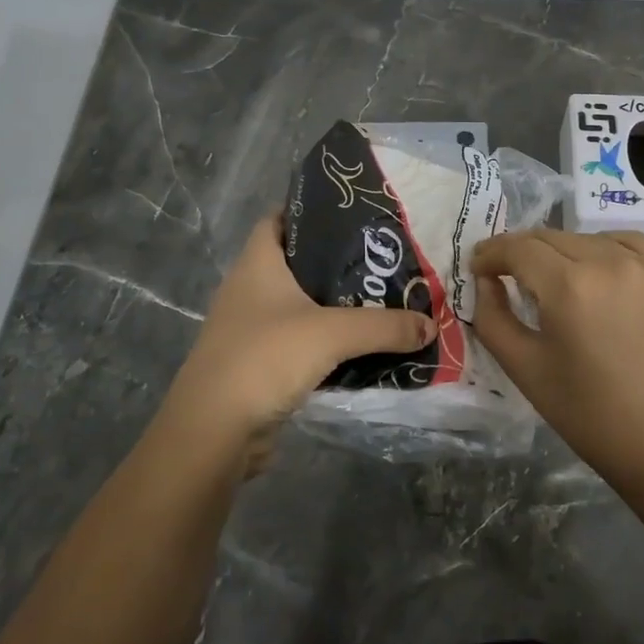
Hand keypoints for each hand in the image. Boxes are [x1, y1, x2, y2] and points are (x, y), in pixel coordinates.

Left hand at [158, 211, 435, 473]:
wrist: (214, 433)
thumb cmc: (265, 358)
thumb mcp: (332, 333)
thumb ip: (385, 326)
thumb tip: (430, 323)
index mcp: (257, 264)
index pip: (279, 219)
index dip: (310, 211)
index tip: (353, 214)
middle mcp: (249, 289)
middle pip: (297, 263)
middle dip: (337, 262)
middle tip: (382, 260)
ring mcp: (251, 328)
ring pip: (300, 305)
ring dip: (334, 305)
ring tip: (381, 299)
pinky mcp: (258, 364)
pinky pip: (299, 341)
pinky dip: (327, 341)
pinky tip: (360, 346)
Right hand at [473, 230, 643, 491]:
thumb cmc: (587, 413)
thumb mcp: (523, 367)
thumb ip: (492, 316)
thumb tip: (486, 279)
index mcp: (570, 287)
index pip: (519, 248)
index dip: (492, 253)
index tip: (480, 267)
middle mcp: (612, 263)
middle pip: (552, 238)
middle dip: (524, 254)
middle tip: (511, 274)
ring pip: (591, 239)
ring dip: (567, 253)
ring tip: (562, 280)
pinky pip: (633, 244)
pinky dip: (610, 251)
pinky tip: (604, 275)